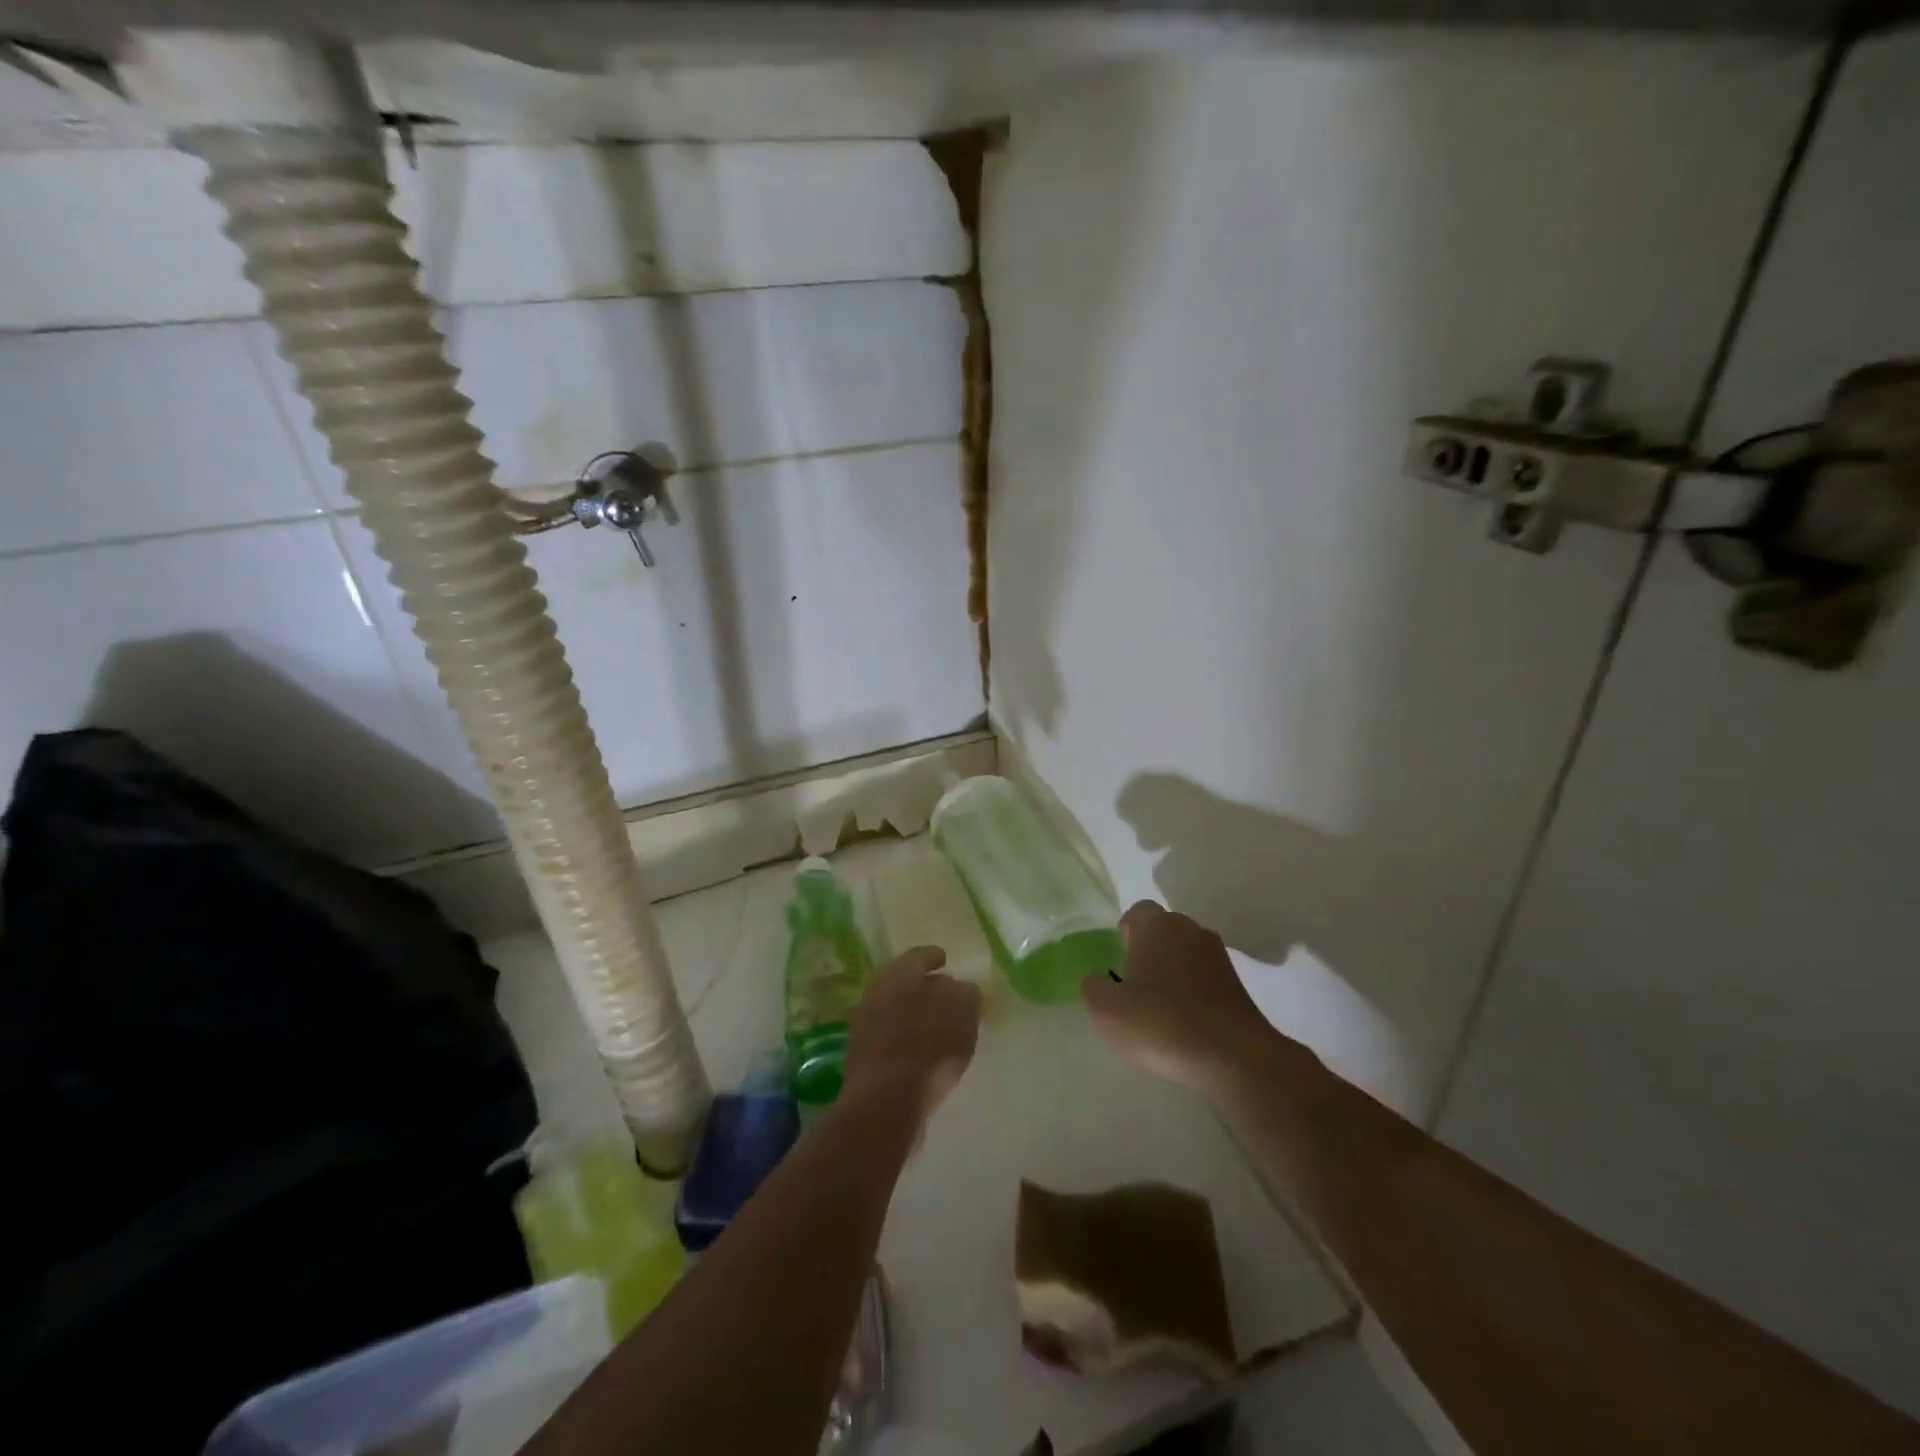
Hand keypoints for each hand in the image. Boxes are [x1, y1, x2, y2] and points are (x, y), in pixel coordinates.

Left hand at [844, 947, 981, 1120]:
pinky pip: (892, 1038)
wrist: (885, 1101)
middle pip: (905, 983)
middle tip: (947, 995)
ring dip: (916, 1015)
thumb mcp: (963, 1011)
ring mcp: (866, 1026)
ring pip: (897, 1010)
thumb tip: (961, 990)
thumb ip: (966, 994)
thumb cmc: (929, 1045)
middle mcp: (877, 992)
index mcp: (899, 972)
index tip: (946, 960)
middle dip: (925, 987)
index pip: (920, 956)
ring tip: (941, 1027)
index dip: (935, 956)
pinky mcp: (863, 1058)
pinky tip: (925, 1052)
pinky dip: (908, 1039)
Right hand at [1082, 901, 1283, 1097]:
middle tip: (1134, 987)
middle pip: (1162, 931)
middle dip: (1148, 952)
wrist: (1234, 1056)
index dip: (1124, 935)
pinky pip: (1204, 978)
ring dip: (1172, 973)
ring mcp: (1218, 955)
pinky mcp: (1237, 983)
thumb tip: (1100, 981)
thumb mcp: (1106, 1011)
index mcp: (1156, 925)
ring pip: (1185, 954)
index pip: (1136, 913)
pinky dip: (1193, 992)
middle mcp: (1189, 929)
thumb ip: (1093, 987)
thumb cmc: (1162, 1022)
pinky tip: (1185, 1023)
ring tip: (1160, 1009)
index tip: (1118, 964)